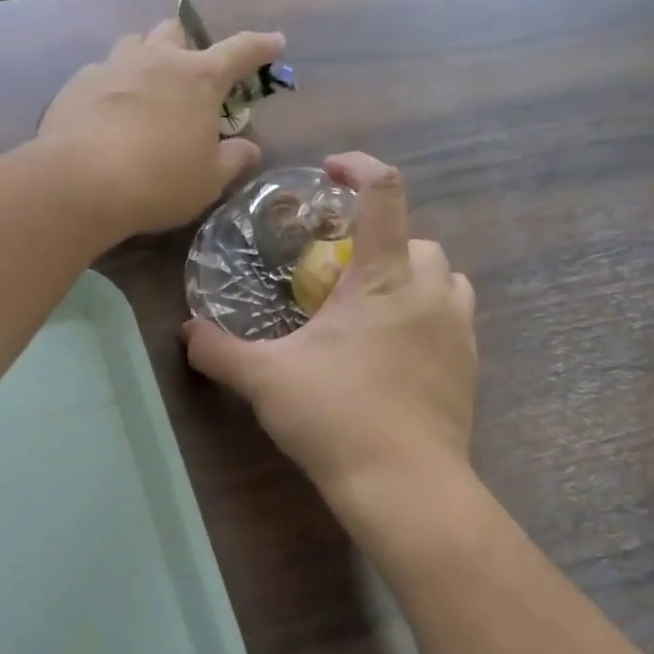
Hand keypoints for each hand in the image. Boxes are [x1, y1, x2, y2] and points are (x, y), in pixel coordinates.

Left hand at [37, 18, 278, 239]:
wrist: (81, 183)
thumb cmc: (158, 182)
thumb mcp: (207, 181)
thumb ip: (232, 160)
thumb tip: (249, 148)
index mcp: (198, 78)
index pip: (240, 51)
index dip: (261, 47)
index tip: (275, 43)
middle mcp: (156, 60)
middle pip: (177, 32)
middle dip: (189, 45)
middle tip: (191, 72)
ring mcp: (112, 67)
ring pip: (134, 43)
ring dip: (147, 56)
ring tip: (147, 85)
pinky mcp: (77, 84)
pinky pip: (100, 72)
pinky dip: (112, 85)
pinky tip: (107, 111)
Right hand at [180, 152, 478, 507]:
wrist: (404, 485)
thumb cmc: (334, 416)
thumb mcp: (264, 380)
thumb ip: (219, 351)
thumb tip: (185, 333)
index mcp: (383, 279)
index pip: (384, 194)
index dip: (360, 167)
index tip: (332, 171)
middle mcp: (430, 293)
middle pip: (419, 239)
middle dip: (382, 242)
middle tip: (340, 274)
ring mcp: (457, 332)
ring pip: (447, 278)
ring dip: (413, 278)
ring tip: (373, 308)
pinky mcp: (468, 368)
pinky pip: (454, 320)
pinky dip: (427, 318)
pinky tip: (393, 353)